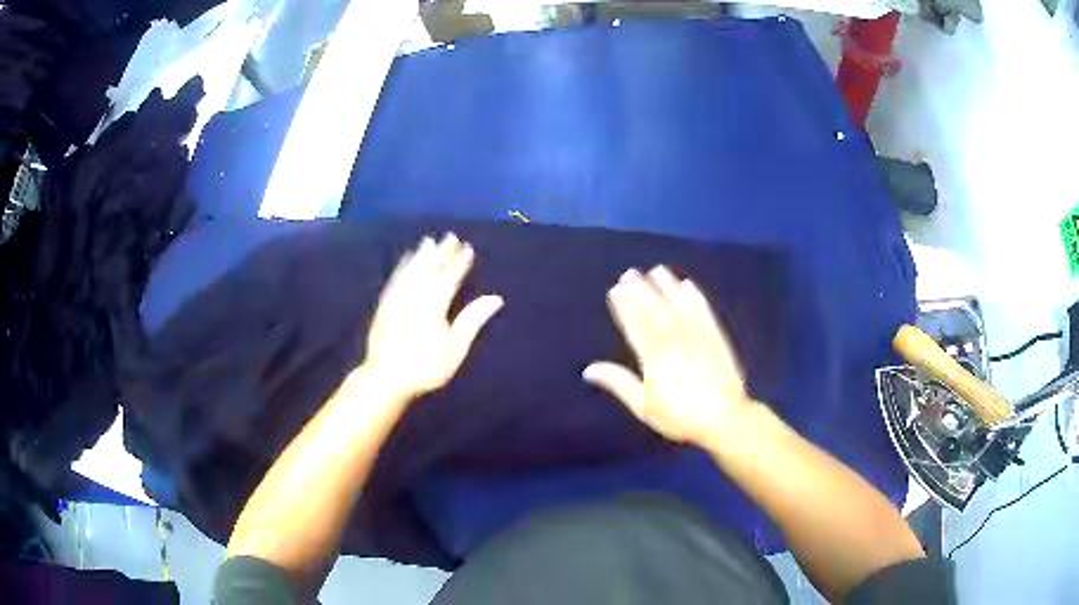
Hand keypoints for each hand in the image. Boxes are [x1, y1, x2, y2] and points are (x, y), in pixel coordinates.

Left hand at [364, 233, 502, 400]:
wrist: (385, 378)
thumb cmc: (425, 368)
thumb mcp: (454, 350)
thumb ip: (472, 321)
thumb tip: (495, 298)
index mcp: (433, 306)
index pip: (449, 278)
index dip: (459, 262)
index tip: (468, 248)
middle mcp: (414, 296)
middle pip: (428, 269)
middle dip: (440, 252)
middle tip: (450, 236)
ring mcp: (396, 299)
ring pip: (410, 271)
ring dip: (420, 255)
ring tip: (428, 241)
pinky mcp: (384, 304)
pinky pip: (395, 279)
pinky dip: (402, 267)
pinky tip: (405, 260)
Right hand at [584, 266, 755, 446]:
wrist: (725, 421)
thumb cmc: (680, 418)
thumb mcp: (644, 408)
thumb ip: (619, 384)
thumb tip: (589, 370)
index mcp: (656, 363)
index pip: (637, 329)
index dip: (626, 309)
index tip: (616, 290)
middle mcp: (676, 346)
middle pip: (657, 315)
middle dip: (643, 293)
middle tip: (630, 273)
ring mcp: (699, 341)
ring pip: (680, 310)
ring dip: (668, 289)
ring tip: (657, 271)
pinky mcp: (717, 340)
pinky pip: (705, 316)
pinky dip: (696, 300)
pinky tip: (688, 287)